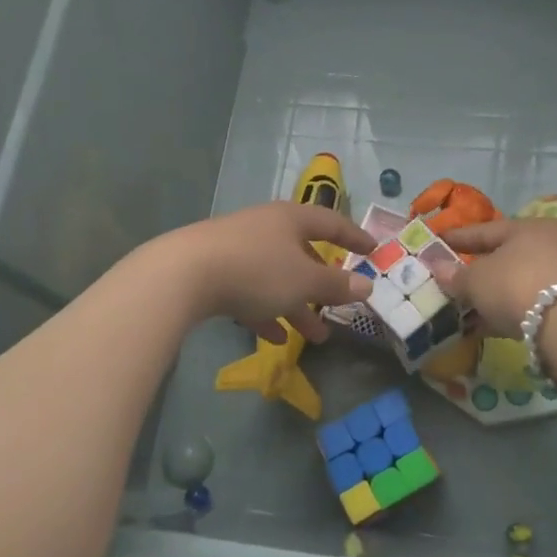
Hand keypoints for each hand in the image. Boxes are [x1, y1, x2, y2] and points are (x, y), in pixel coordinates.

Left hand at [170, 201, 375, 342]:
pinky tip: (274, 338)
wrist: (183, 274)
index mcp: (291, 219)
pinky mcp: (215, 270)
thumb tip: (367, 286)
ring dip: (297, 306)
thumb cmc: (257, 270)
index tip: (373, 250)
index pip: (332, 223)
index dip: (354, 236)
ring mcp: (237, 248)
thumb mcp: (304, 281)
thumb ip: (336, 285)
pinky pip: (249, 291)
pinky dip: (265, 312)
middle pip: (302, 254)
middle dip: (322, 284)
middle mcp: (265, 227)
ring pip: (277, 277)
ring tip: (316, 337)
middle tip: (340, 305)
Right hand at [433, 218, 556, 337]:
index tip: (437, 241)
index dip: (458, 237)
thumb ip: (455, 275)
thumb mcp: (477, 280)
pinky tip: (488, 326)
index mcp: (528, 227)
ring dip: (494, 295)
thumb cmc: (516, 285)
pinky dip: (509, 311)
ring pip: (519, 282)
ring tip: (467, 309)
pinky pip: (530, 303)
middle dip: (478, 269)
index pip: (485, 230)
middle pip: (506, 256)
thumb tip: (437, 267)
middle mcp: (551, 244)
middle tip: (454, 278)